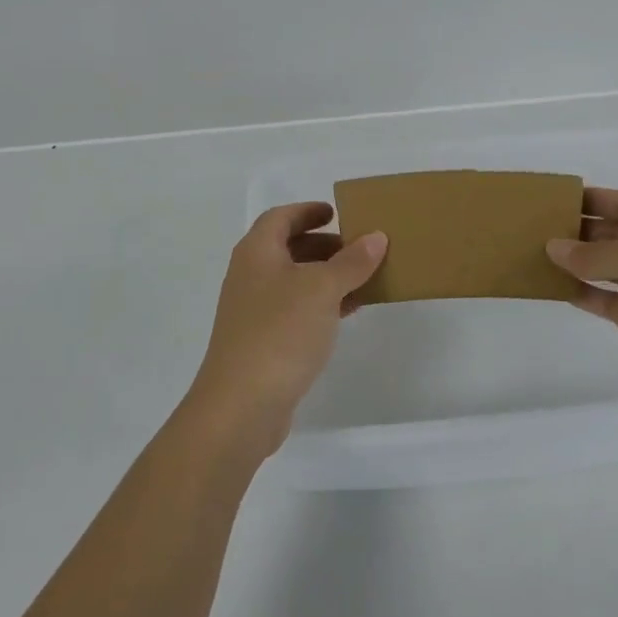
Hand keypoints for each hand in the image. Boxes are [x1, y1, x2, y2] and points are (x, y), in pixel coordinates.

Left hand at [187, 203, 386, 454]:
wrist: (241, 405)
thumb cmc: (280, 331)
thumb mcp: (323, 289)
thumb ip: (351, 261)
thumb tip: (376, 236)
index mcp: (256, 252)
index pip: (280, 217)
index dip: (307, 211)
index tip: (336, 212)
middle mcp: (250, 276)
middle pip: (287, 248)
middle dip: (323, 245)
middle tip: (359, 248)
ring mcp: (254, 312)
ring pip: (294, 281)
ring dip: (326, 277)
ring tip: (363, 279)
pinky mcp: (262, 342)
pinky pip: (295, 311)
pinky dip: (321, 305)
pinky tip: (347, 313)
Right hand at [546, 188, 617, 436]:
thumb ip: (593, 252)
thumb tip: (554, 247)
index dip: (589, 197)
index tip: (550, 197)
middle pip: (610, 231)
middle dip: (575, 227)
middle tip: (530, 225)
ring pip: (601, 264)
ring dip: (571, 259)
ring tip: (531, 251)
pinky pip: (599, 296)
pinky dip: (577, 290)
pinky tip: (549, 285)